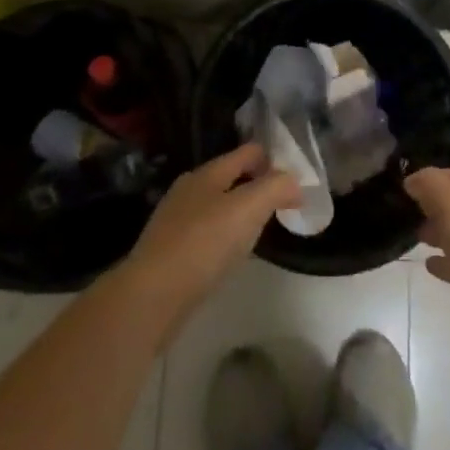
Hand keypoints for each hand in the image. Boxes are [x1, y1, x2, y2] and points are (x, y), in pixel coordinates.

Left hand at [123, 144, 298, 320]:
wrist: (151, 296)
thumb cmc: (203, 244)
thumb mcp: (248, 209)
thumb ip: (275, 188)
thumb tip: (294, 182)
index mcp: (207, 173)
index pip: (248, 152)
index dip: (274, 160)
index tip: (298, 180)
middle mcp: (189, 190)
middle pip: (232, 177)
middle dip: (258, 186)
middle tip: (284, 205)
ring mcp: (176, 220)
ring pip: (218, 205)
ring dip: (242, 212)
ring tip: (262, 229)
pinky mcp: (170, 250)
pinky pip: (207, 232)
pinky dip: (225, 236)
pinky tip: (232, 254)